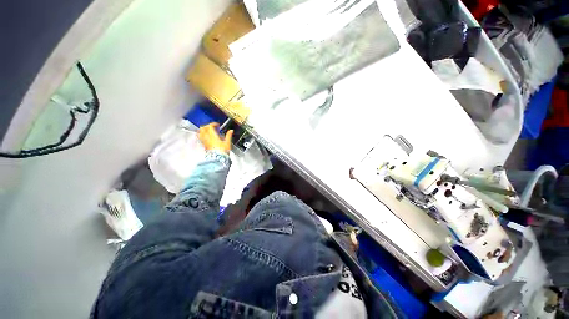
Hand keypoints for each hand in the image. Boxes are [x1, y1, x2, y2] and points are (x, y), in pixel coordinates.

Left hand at [198, 122, 232, 153]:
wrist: (218, 159)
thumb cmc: (222, 151)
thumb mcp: (227, 143)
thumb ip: (229, 136)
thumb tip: (231, 131)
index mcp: (213, 136)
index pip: (209, 126)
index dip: (213, 124)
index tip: (216, 125)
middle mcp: (207, 138)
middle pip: (202, 128)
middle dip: (207, 126)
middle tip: (211, 127)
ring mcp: (205, 142)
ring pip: (199, 133)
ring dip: (203, 130)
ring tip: (207, 130)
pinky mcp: (204, 146)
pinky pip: (201, 138)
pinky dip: (202, 136)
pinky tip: (206, 137)